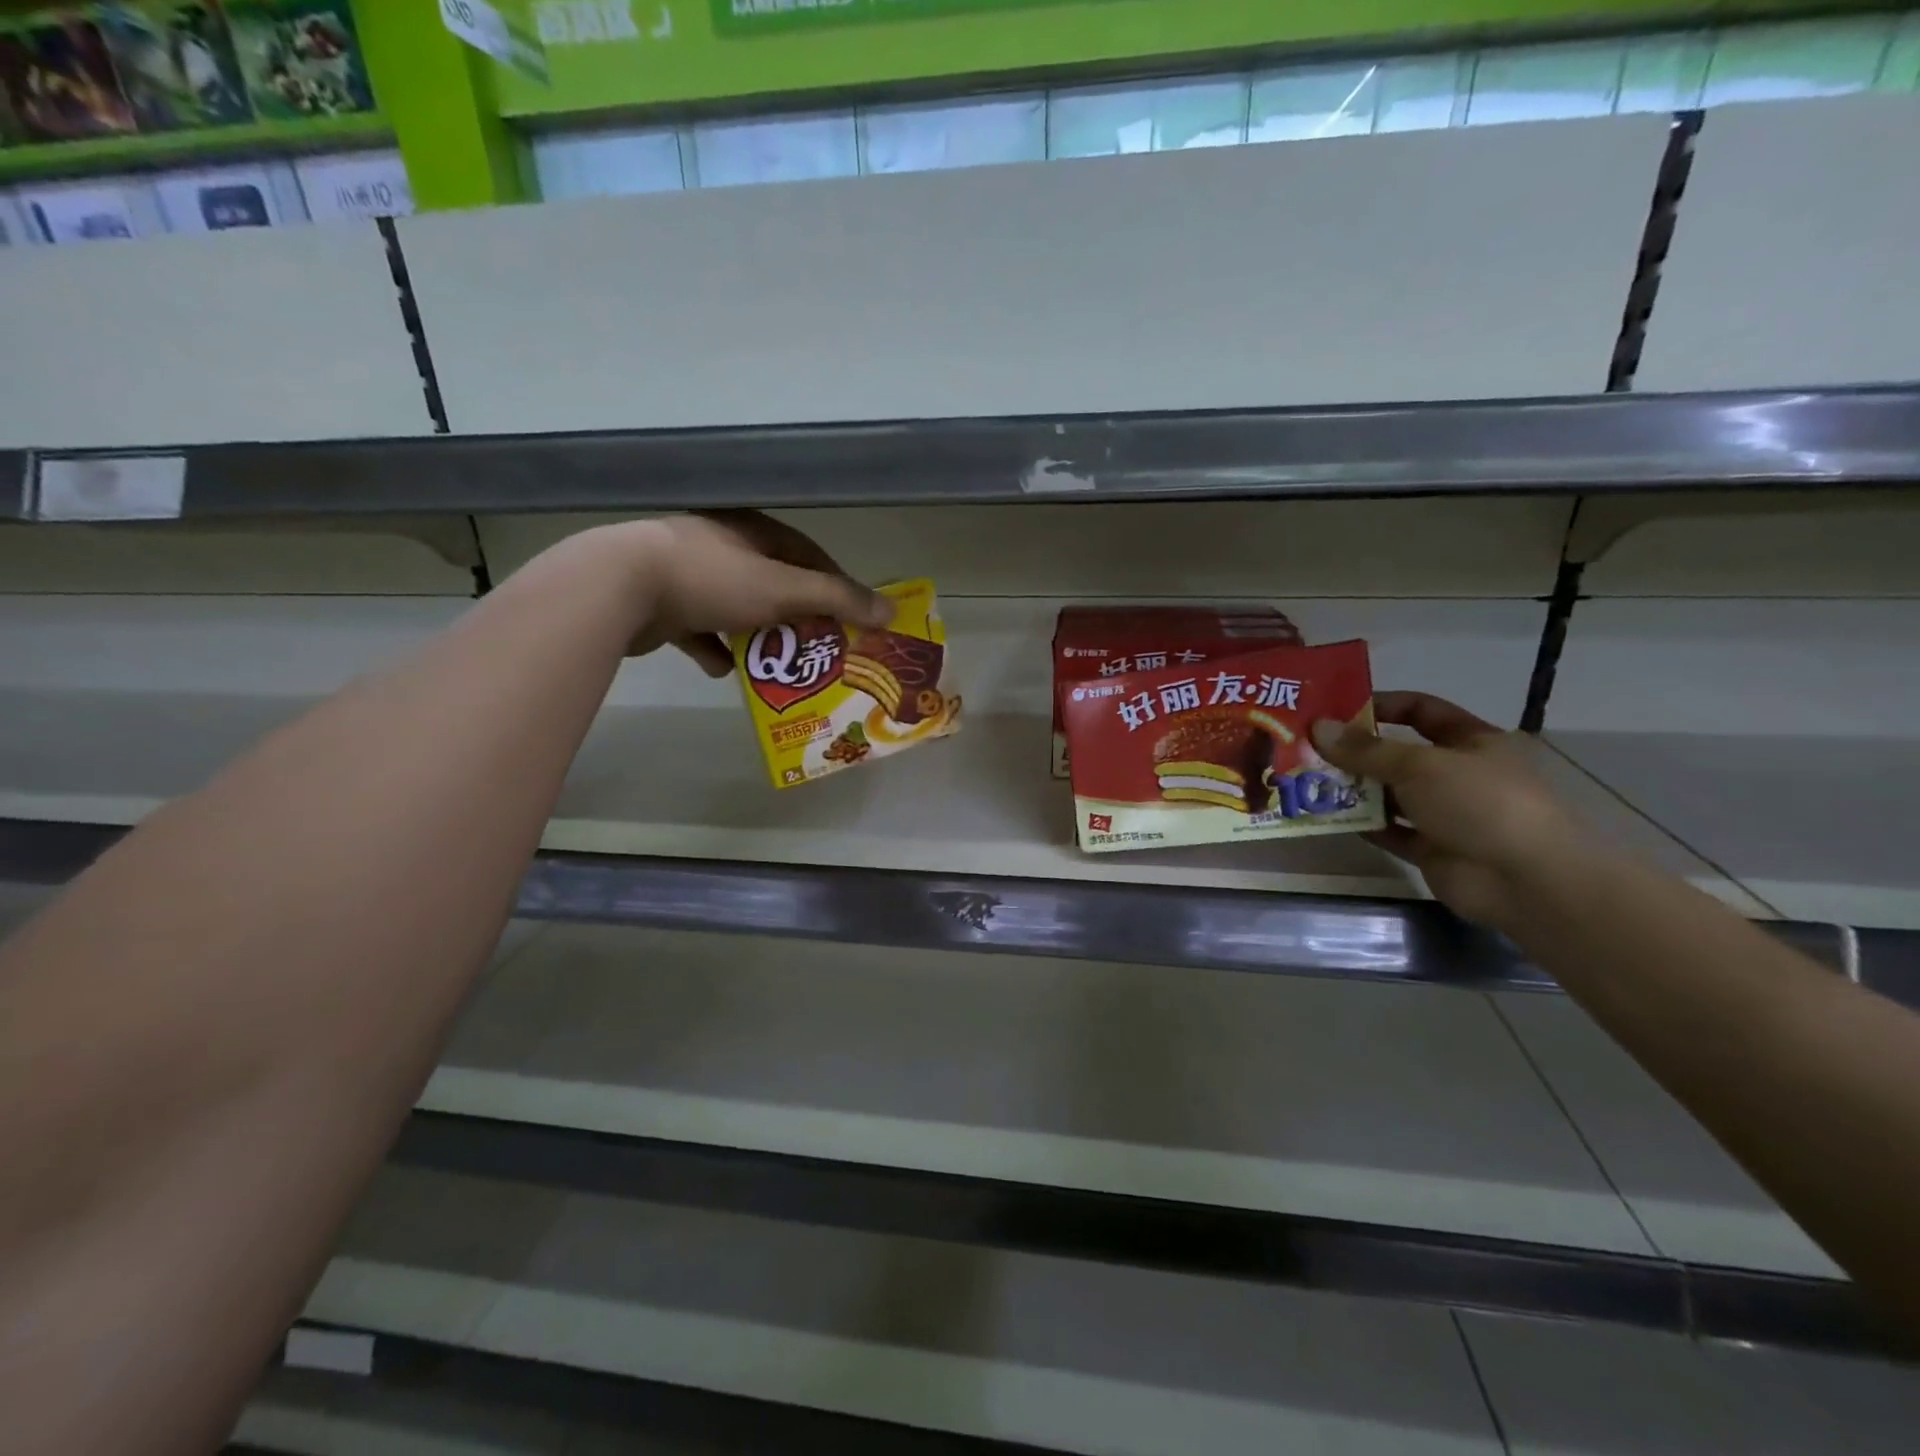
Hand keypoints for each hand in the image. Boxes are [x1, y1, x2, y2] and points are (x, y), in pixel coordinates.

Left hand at [593, 511, 893, 675]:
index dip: (833, 585)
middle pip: (772, 583)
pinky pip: (699, 628)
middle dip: (796, 617)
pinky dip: (714, 648)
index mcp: (752, 530)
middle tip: (818, 648)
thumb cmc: (713, 578)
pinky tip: (723, 669)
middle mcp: (721, 545)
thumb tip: (891, 610)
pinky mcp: (661, 602)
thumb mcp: (785, 588)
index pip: (806, 554)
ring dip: (756, 636)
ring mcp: (687, 572)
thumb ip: (838, 599)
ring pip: (736, 607)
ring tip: (776, 665)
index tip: (851, 618)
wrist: (620, 588)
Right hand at [1311, 693, 1589, 928]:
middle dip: (1355, 750)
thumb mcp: (1419, 766)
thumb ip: (1365, 750)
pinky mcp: (1431, 848)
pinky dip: (1361, 823)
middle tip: (1307, 747)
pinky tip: (1327, 815)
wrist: (1525, 881)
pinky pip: (1389, 830)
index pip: (1422, 710)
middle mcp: (1458, 773)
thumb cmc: (1481, 803)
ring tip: (1307, 780)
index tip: (1336, 710)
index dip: (1381, 705)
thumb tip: (1317, 728)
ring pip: (1390, 793)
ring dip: (1354, 787)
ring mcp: (1445, 813)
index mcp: (1471, 741)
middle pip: (1398, 754)